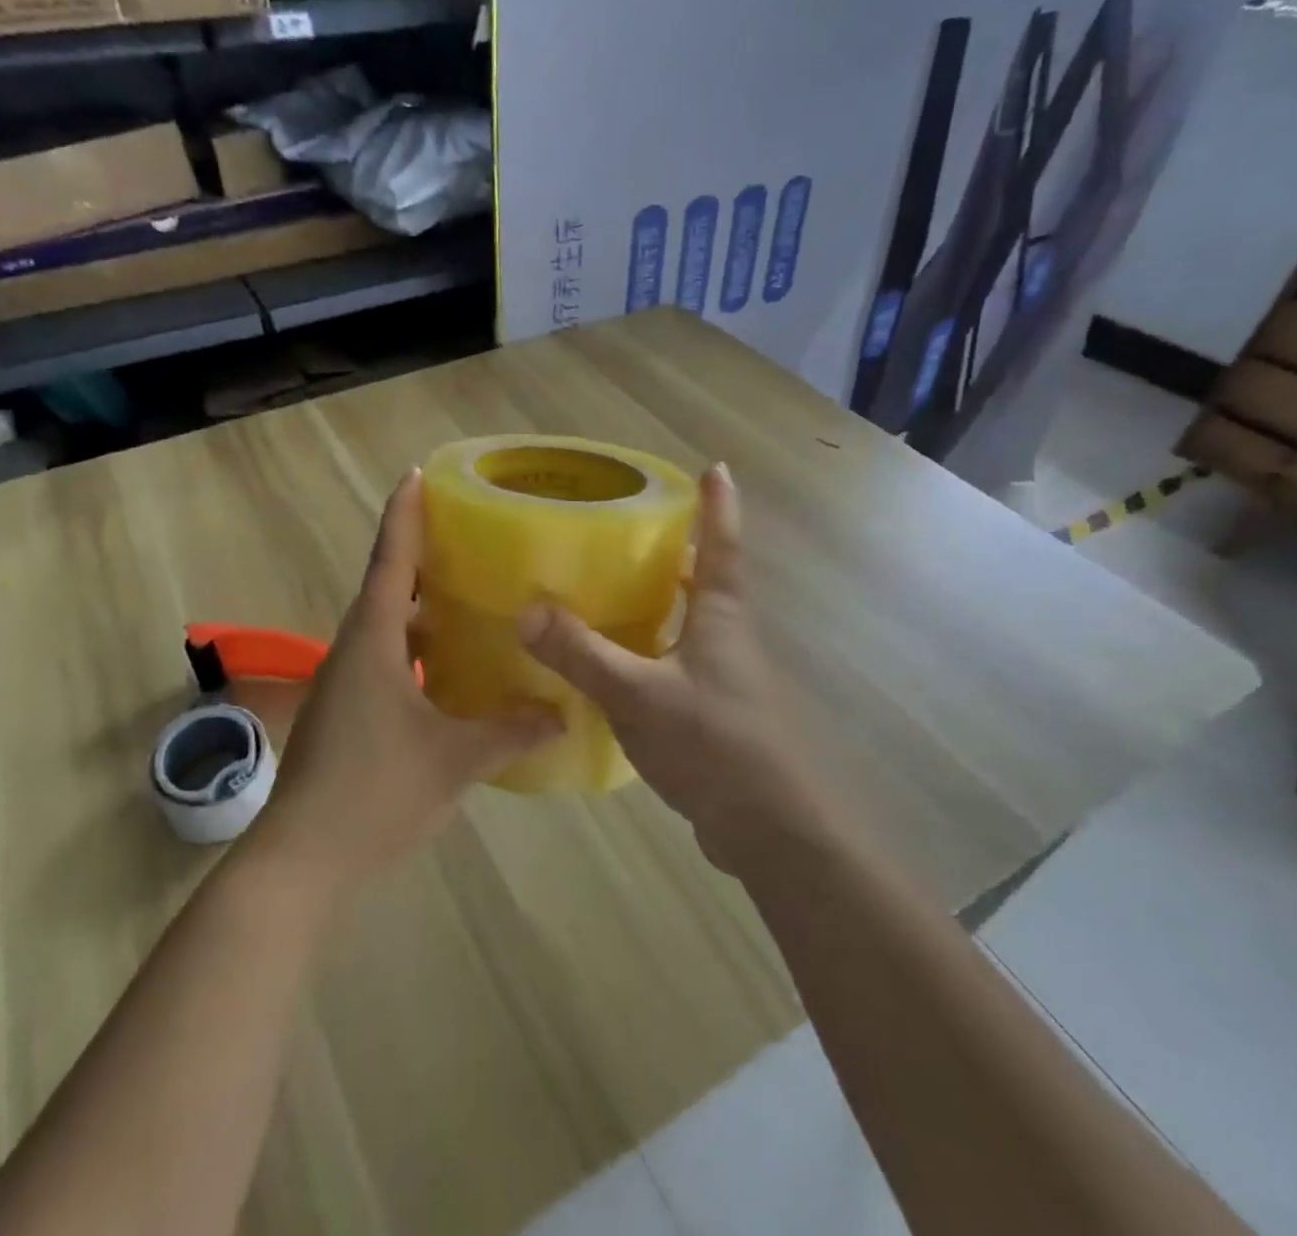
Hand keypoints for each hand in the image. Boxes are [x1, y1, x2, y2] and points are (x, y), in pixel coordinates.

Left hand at [245, 470, 560, 895]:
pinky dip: (415, 650)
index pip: (390, 561)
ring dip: (420, 609)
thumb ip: (511, 733)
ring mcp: (345, 683)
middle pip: (386, 587)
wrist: (304, 861)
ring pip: (386, 628)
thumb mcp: (455, 759)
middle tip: (468, 538)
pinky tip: (449, 669)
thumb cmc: (377, 793)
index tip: (416, 475)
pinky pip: (384, 660)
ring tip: (469, 598)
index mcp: (373, 641)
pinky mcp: (345, 712)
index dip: (404, 516)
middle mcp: (353, 650)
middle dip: (421, 558)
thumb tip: (563, 714)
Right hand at [517, 464, 825, 865]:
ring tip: (611, 585)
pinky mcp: (710, 711)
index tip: (716, 467)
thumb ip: (582, 653)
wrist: (768, 830)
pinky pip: (674, 660)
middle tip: (632, 527)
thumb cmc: (714, 744)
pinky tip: (611, 659)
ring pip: (688, 621)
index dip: (720, 506)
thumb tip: (527, 610)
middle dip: (677, 549)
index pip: (722, 546)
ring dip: (660, 598)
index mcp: (720, 617)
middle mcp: (725, 638)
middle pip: (705, 579)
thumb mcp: (639, 694)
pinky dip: (647, 645)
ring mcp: (721, 677)